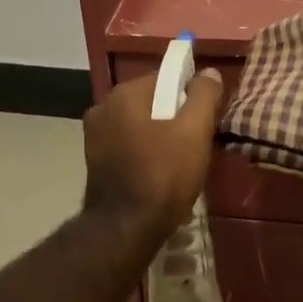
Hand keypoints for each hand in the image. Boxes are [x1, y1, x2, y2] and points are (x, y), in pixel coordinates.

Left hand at [83, 68, 225, 231]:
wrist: (125, 229)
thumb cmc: (163, 175)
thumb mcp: (194, 131)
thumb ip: (204, 95)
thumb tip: (209, 72)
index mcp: (125, 93)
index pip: (166, 78)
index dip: (190, 95)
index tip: (205, 119)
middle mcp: (104, 106)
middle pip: (152, 100)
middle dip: (174, 116)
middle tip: (196, 143)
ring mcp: (94, 134)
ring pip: (139, 123)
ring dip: (158, 134)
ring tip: (179, 162)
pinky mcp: (93, 159)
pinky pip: (127, 143)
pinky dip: (143, 150)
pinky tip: (157, 173)